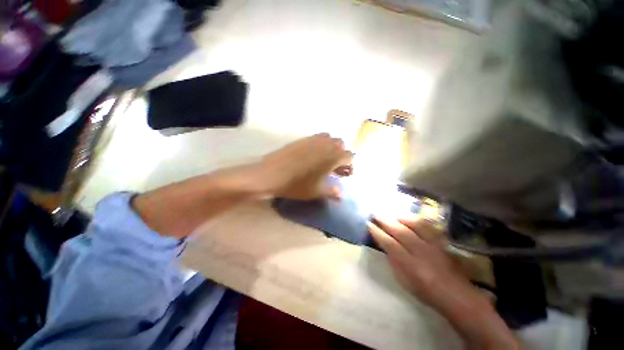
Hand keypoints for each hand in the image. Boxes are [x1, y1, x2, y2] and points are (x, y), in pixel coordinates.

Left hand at [259, 133, 352, 199]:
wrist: (272, 174)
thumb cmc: (298, 184)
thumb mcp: (317, 191)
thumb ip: (332, 192)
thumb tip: (341, 195)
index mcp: (333, 156)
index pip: (349, 156)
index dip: (350, 165)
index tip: (345, 175)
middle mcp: (326, 144)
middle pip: (341, 145)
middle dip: (341, 155)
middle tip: (335, 167)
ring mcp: (313, 139)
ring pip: (329, 139)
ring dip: (331, 148)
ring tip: (325, 160)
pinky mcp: (302, 139)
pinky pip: (317, 138)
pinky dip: (320, 144)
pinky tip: (313, 155)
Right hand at [367, 216, 469, 308]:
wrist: (455, 294)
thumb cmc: (425, 291)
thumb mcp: (404, 281)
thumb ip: (394, 261)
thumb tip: (385, 245)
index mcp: (411, 264)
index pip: (390, 244)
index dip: (378, 233)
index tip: (369, 224)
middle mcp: (422, 251)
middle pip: (401, 231)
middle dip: (386, 221)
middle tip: (375, 213)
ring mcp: (433, 245)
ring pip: (415, 225)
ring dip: (400, 217)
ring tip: (390, 213)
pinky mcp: (440, 241)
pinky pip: (427, 225)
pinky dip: (415, 219)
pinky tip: (408, 216)